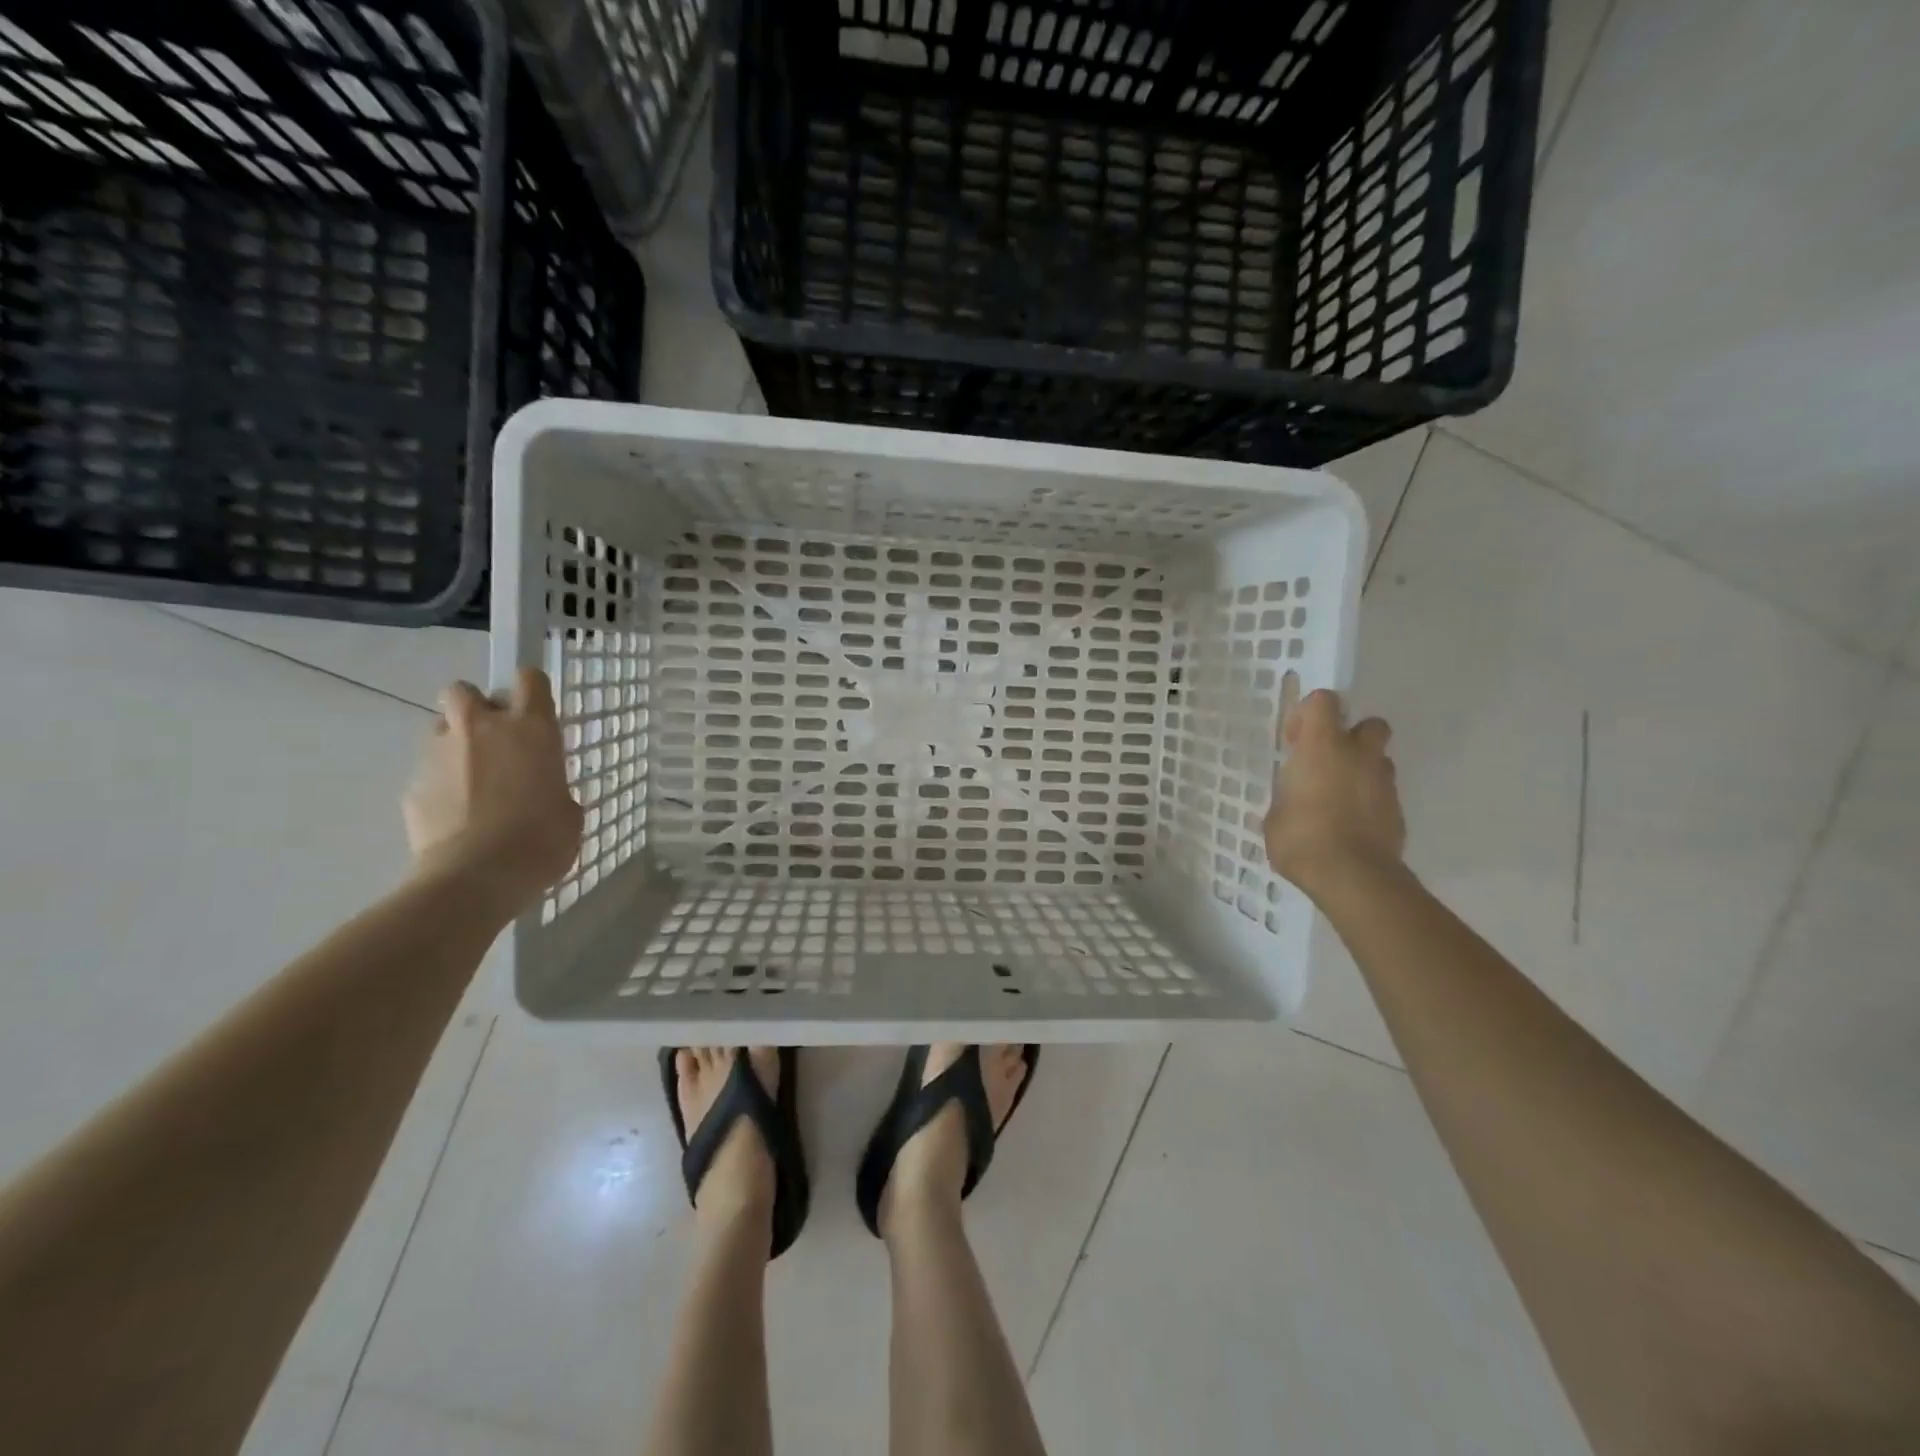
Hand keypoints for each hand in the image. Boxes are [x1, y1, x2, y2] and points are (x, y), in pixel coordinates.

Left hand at [403, 670, 583, 909]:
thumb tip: (541, 792)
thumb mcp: (568, 812)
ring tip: (472, 782)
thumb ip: (553, 787)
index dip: (531, 691)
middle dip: (475, 707)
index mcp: (530, 729)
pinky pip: (427, 772)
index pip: (529, 679)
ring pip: (440, 729)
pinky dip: (440, 785)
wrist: (475, 877)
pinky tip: (455, 817)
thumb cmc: (540, 841)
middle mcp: (481, 728)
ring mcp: (439, 754)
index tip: (535, 711)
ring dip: (455, 745)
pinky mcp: (412, 785)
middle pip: (464, 690)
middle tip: (493, 740)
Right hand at [1265, 688, 1406, 900]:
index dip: (1308, 713)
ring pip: (1379, 760)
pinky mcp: (1398, 811)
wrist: (1352, 877)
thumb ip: (1288, 796)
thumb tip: (1294, 799)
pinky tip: (1349, 824)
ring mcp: (1384, 783)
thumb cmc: (1301, 838)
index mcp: (1322, 747)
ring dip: (1362, 769)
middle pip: (1369, 724)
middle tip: (1327, 761)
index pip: (1324, 701)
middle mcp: (1358, 755)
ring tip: (1337, 797)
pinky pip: (1383, 793)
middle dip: (1352, 736)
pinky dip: (1369, 801)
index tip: (1294, 740)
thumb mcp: (1275, 814)